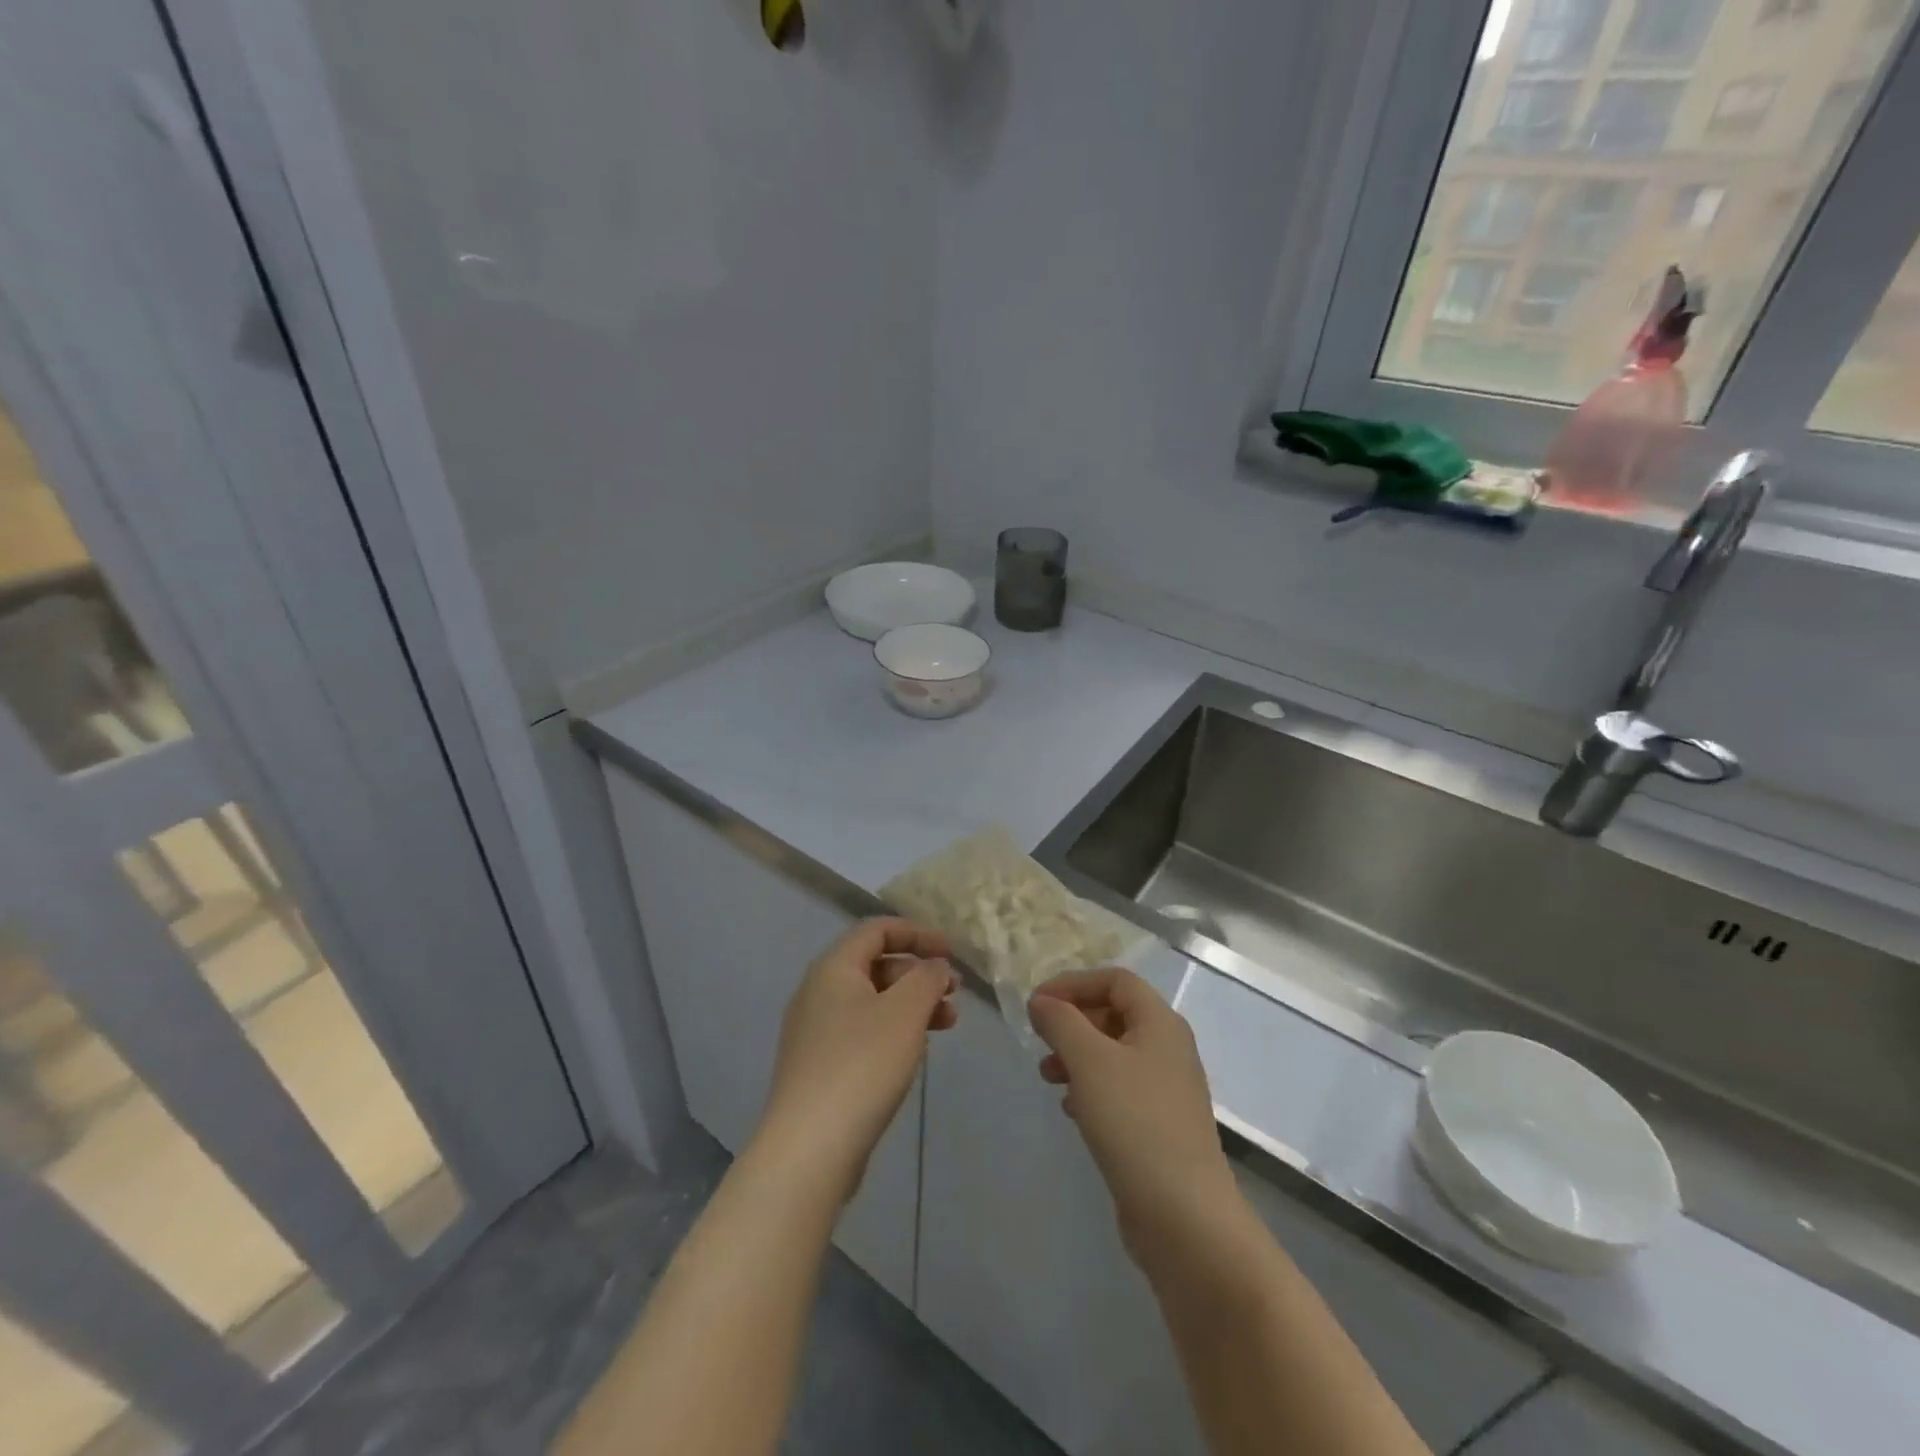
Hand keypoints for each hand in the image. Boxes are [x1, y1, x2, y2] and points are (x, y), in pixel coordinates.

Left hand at [752, 918, 956, 1203]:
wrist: (809, 1148)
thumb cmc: (861, 1065)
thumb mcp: (905, 1012)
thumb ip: (926, 978)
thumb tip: (934, 966)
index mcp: (833, 968)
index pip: (876, 930)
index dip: (917, 933)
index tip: (951, 952)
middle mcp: (818, 992)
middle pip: (875, 965)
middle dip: (918, 973)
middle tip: (954, 993)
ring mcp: (815, 1032)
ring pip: (872, 1001)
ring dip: (911, 1004)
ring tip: (948, 1024)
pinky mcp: (819, 1067)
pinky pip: (863, 1032)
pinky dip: (894, 1030)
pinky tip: (915, 1052)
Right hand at [1029, 968, 1237, 1271]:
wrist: (1185, 1217)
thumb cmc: (1135, 1123)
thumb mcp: (1089, 1061)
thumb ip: (1060, 1022)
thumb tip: (1041, 1002)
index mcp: (1160, 1023)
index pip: (1115, 980)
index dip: (1073, 983)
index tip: (1037, 1004)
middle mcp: (1168, 1048)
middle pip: (1114, 1014)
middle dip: (1072, 1021)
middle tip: (1040, 1042)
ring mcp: (1166, 1089)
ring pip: (1114, 1054)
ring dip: (1077, 1056)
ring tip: (1048, 1077)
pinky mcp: (1159, 1125)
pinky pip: (1119, 1089)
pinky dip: (1091, 1088)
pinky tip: (1072, 1109)